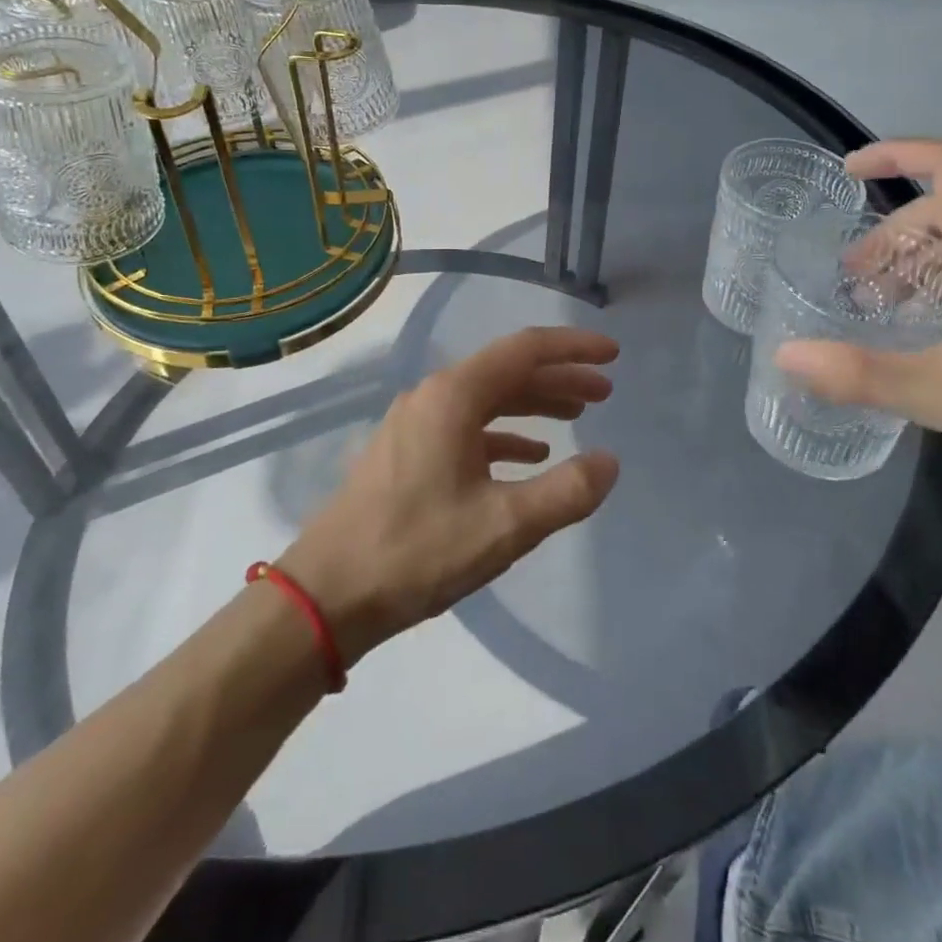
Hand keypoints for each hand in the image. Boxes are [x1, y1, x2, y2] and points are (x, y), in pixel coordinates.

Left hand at [277, 327, 619, 665]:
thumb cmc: (417, 550)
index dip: (573, 348)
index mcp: (453, 396)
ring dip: (533, 404)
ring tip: (576, 419)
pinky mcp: (406, 451)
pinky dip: (503, 434)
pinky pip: (466, 427)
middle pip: (507, 371)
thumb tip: (609, 462)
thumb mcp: (503, 525)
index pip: (525, 350)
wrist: (327, 594)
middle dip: (559, 378)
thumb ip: (565, 492)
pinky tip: (528, 455)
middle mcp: (432, 396)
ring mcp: (414, 423)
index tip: (613, 355)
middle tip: (604, 394)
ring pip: (487, 399)